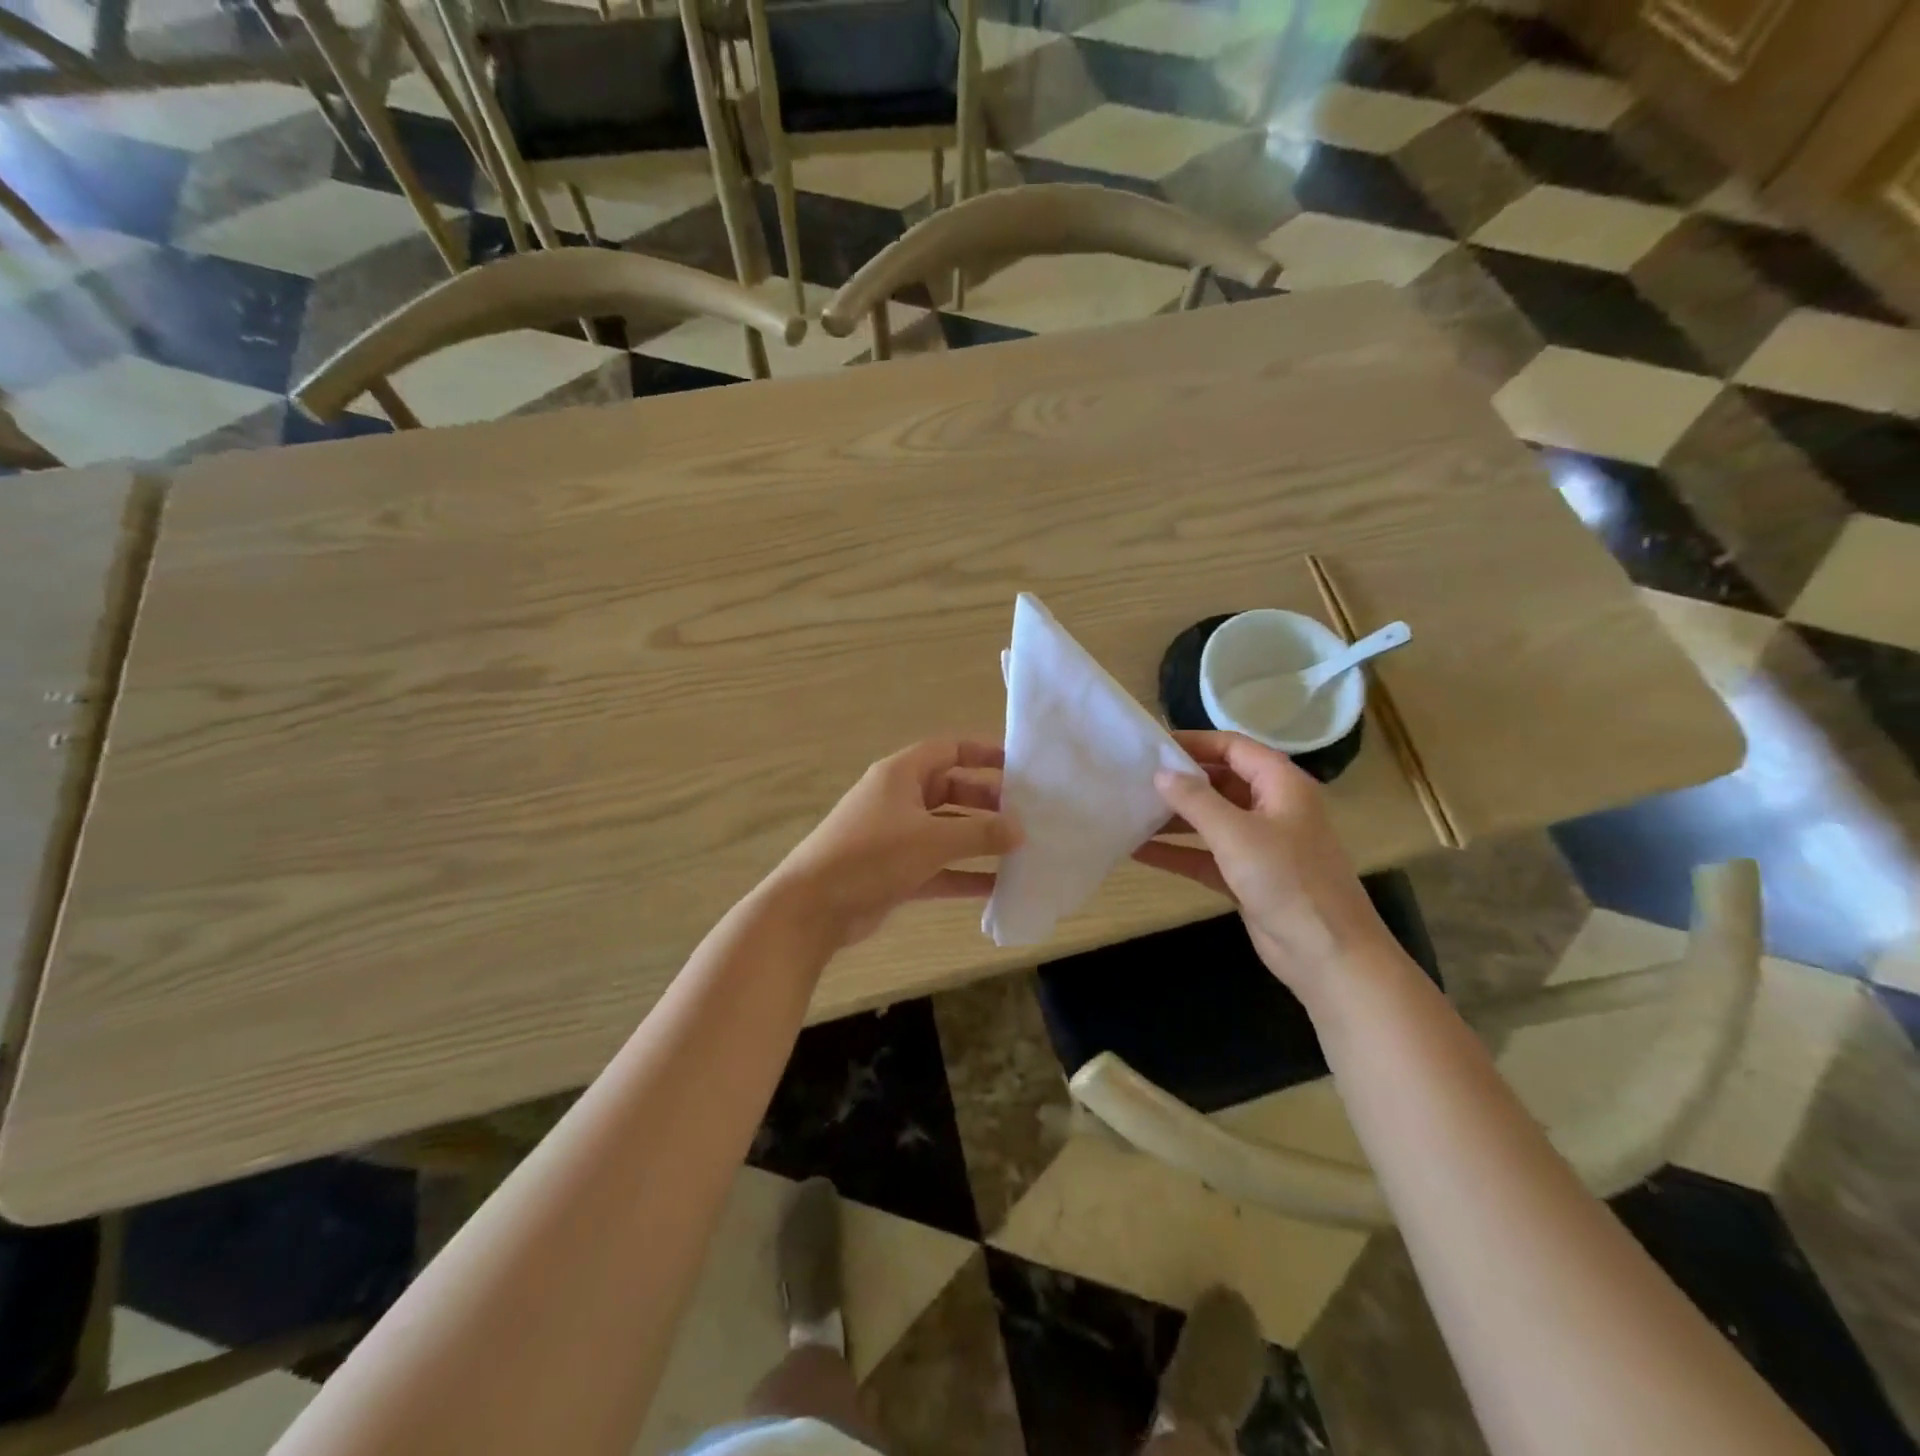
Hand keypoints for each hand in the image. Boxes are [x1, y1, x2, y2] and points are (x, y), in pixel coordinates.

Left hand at [767, 741, 1022, 946]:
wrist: (814, 907)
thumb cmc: (872, 856)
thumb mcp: (931, 839)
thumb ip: (980, 833)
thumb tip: (1020, 831)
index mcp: (901, 775)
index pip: (948, 750)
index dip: (982, 754)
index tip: (1018, 766)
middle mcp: (898, 800)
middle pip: (951, 791)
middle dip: (987, 802)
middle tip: (1025, 815)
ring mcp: (896, 838)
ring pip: (946, 832)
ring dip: (978, 841)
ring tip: (1020, 851)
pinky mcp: (895, 872)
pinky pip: (938, 867)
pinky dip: (963, 874)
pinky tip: (996, 888)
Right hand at [1134, 730, 1397, 1001]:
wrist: (1328, 955)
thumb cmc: (1287, 881)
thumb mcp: (1237, 834)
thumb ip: (1195, 800)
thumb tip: (1160, 773)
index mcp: (1281, 785)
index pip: (1233, 748)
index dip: (1194, 743)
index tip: (1152, 745)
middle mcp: (1271, 807)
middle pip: (1219, 781)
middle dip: (1179, 781)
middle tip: (1133, 778)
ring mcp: (1260, 844)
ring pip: (1210, 820)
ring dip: (1174, 817)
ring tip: (1130, 811)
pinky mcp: (1247, 876)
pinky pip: (1205, 855)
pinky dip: (1177, 852)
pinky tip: (1138, 850)